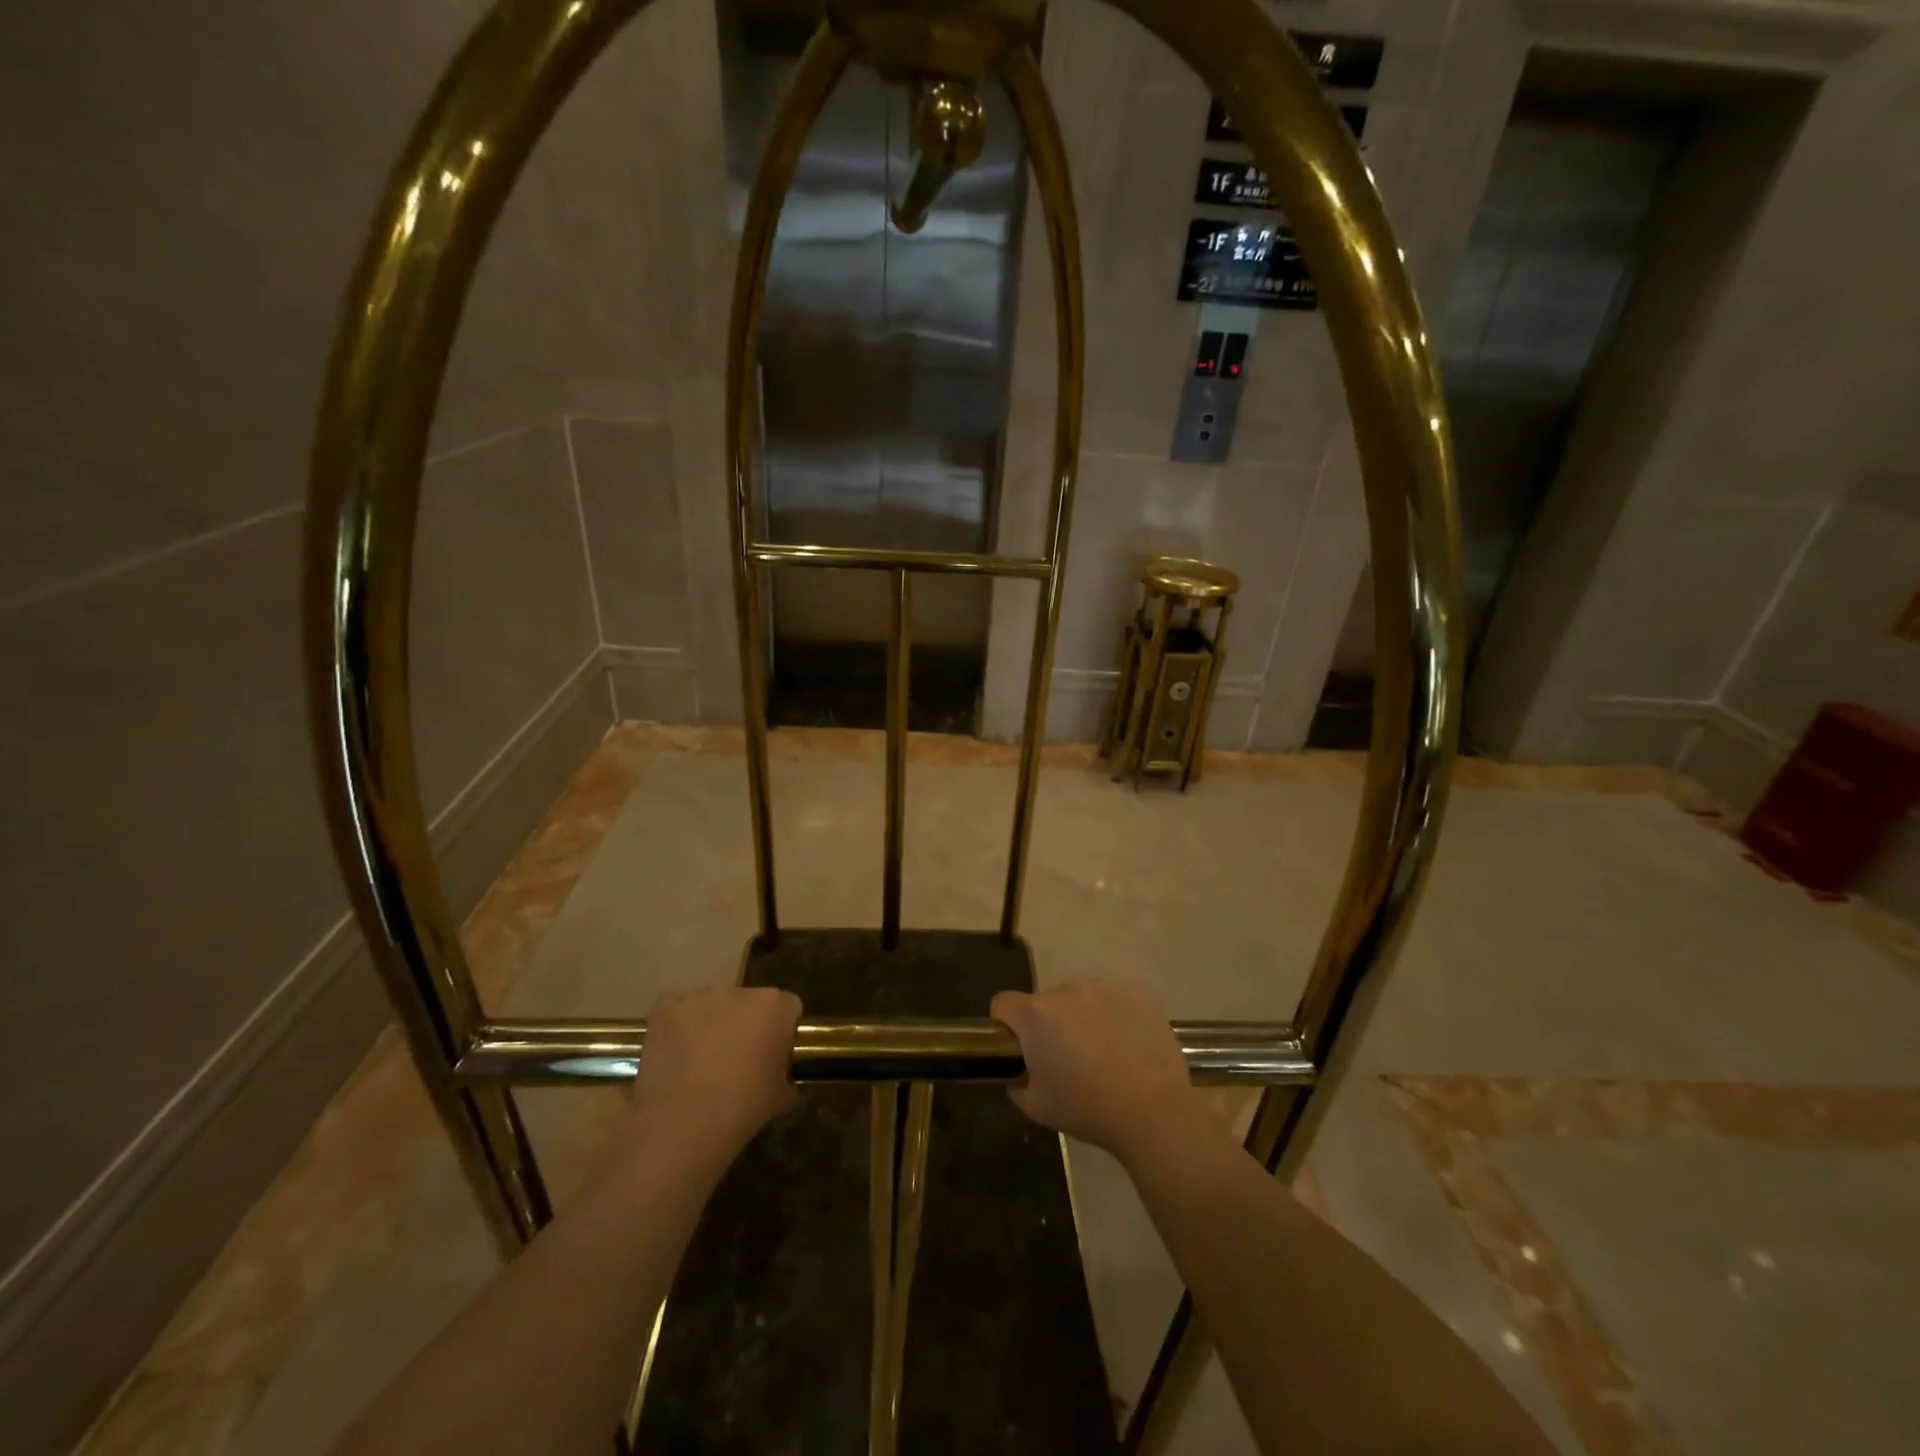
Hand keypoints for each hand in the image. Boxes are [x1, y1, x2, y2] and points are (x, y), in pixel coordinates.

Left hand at [633, 987, 800, 1155]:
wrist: (684, 1122)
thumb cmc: (742, 1106)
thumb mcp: (781, 1097)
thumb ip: (787, 1077)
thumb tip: (784, 1080)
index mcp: (775, 1006)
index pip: (787, 1008)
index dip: (782, 1031)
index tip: (773, 1054)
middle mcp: (739, 991)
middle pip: (747, 1003)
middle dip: (743, 1025)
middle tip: (736, 1061)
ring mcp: (699, 996)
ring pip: (710, 1005)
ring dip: (710, 1025)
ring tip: (700, 1063)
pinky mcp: (666, 1007)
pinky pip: (677, 1011)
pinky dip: (677, 1028)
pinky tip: (674, 1057)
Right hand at [990, 980, 1202, 1159]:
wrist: (1153, 1109)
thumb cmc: (1087, 1108)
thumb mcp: (1036, 1106)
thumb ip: (1017, 1082)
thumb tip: (1021, 1071)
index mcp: (1036, 1015)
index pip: (1002, 1004)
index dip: (1005, 1025)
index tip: (1020, 1049)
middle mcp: (1066, 990)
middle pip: (1044, 1002)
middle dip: (1049, 1025)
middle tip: (1066, 1060)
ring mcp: (1103, 988)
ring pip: (1079, 1000)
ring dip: (1081, 1019)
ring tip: (1101, 1054)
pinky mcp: (1134, 995)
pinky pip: (1111, 1001)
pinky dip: (1111, 1018)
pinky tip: (1126, 1048)